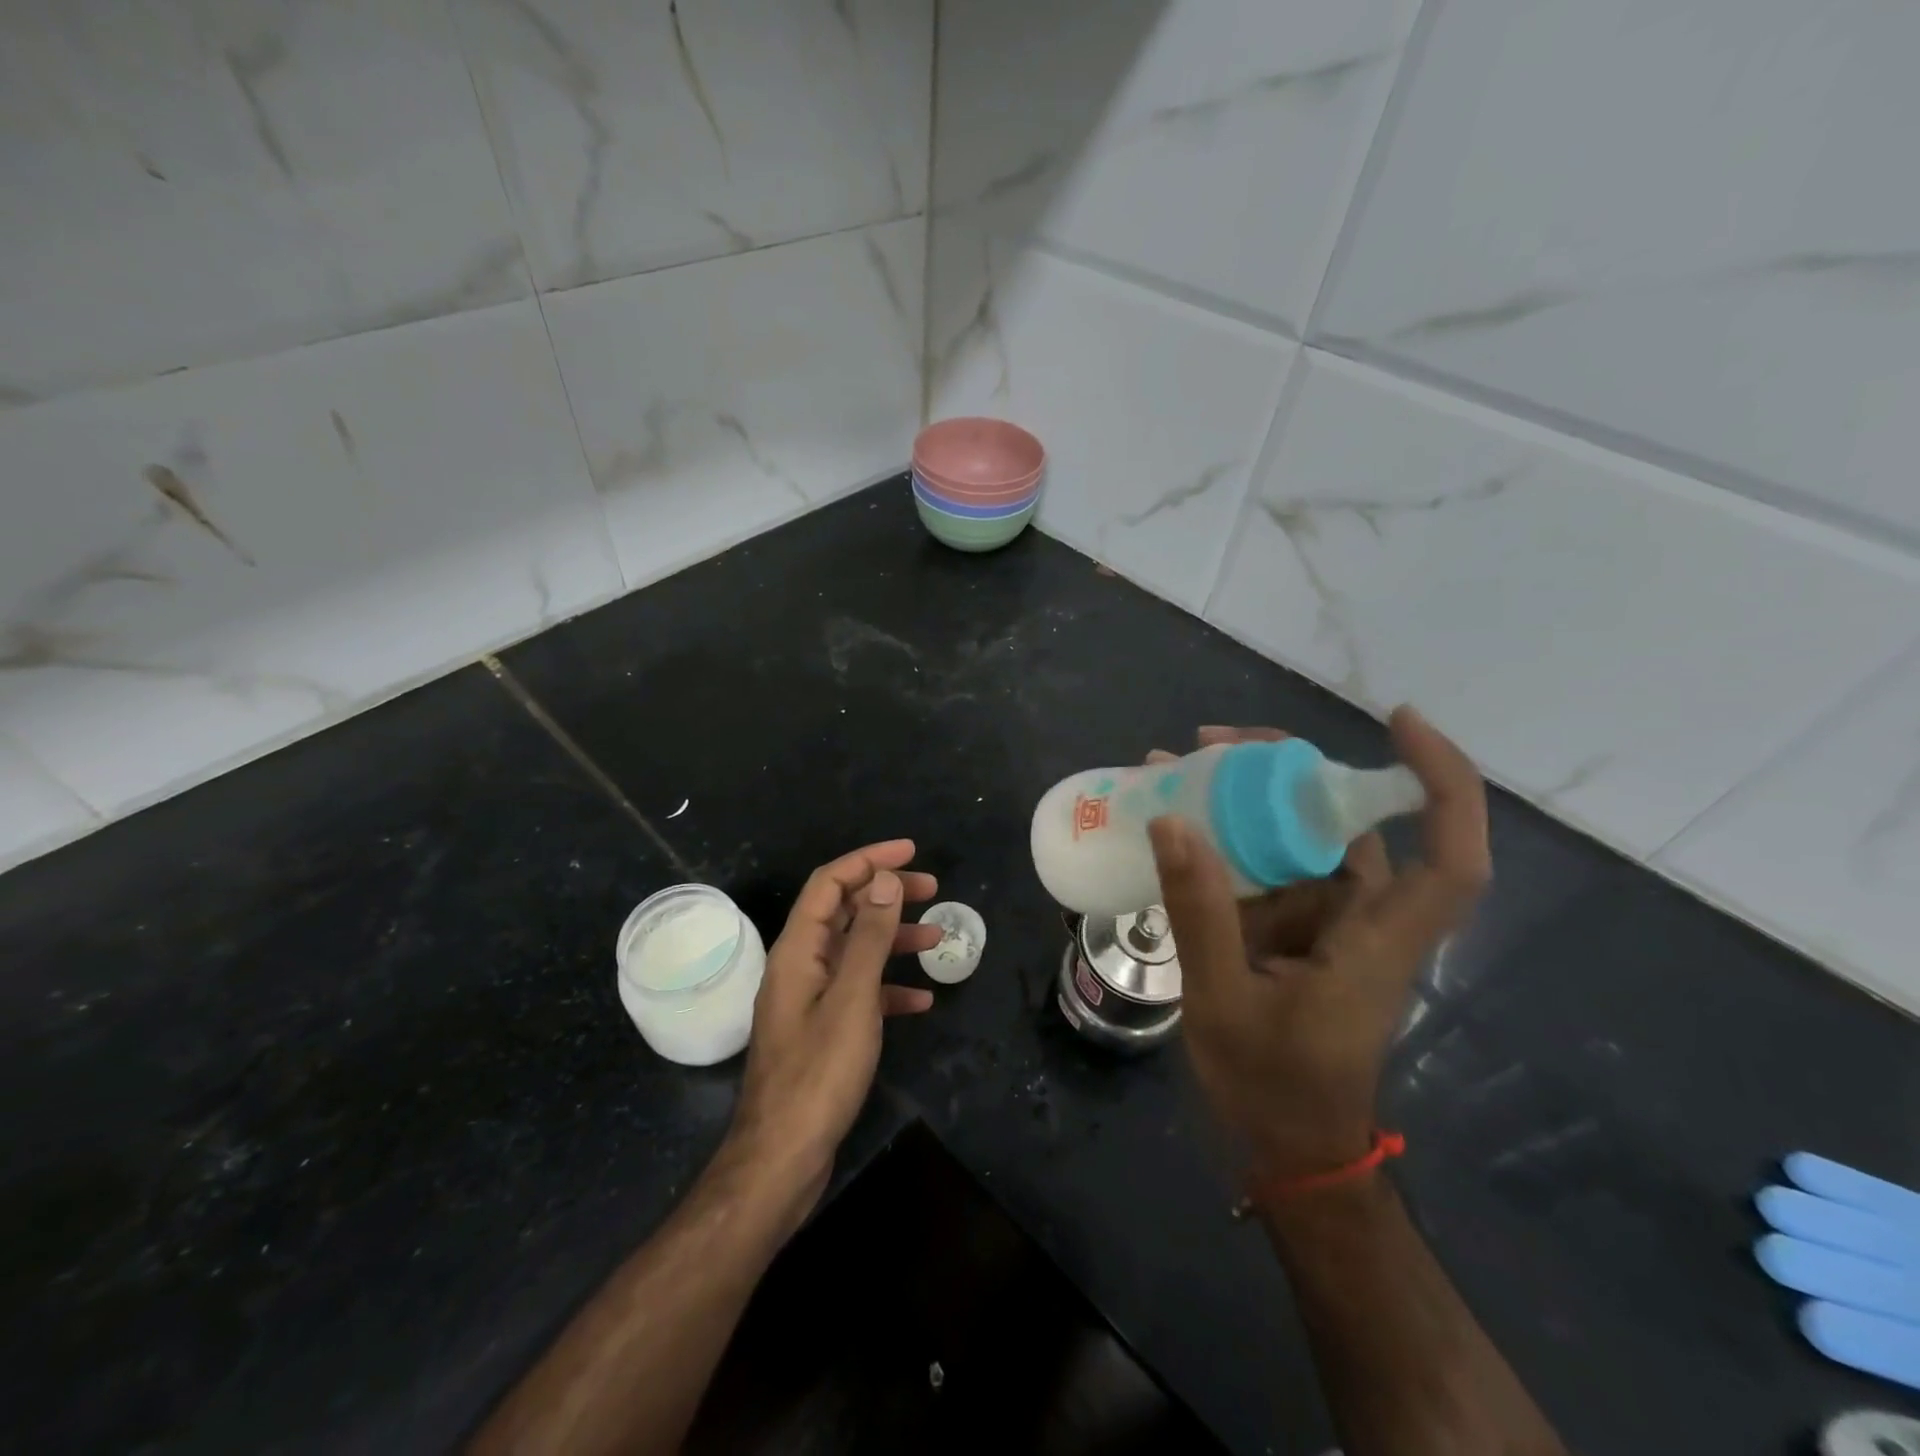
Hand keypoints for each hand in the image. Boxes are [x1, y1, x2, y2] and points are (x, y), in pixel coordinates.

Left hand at [723, 840, 941, 1220]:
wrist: (783, 1158)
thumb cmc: (818, 1072)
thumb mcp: (852, 998)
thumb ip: (868, 936)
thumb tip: (883, 880)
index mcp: (797, 950)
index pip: (830, 883)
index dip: (869, 860)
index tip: (911, 851)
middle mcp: (800, 966)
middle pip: (843, 912)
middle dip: (886, 895)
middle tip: (932, 889)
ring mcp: (810, 1000)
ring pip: (854, 952)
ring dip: (893, 939)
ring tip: (936, 940)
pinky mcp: (822, 1031)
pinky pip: (858, 993)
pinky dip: (888, 987)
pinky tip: (920, 1000)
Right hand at [1147, 708, 1490, 1179]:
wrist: (1286, 1150)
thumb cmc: (1272, 1088)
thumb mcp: (1223, 1000)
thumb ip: (1200, 913)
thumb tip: (1172, 821)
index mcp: (1374, 943)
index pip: (1448, 856)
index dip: (1440, 782)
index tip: (1397, 719)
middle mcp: (1363, 922)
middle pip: (1351, 824)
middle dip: (1288, 770)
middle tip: (1213, 744)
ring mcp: (1327, 927)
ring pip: (1301, 842)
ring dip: (1246, 801)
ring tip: (1179, 769)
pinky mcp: (1295, 935)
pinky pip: (1268, 871)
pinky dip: (1228, 841)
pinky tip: (1176, 826)